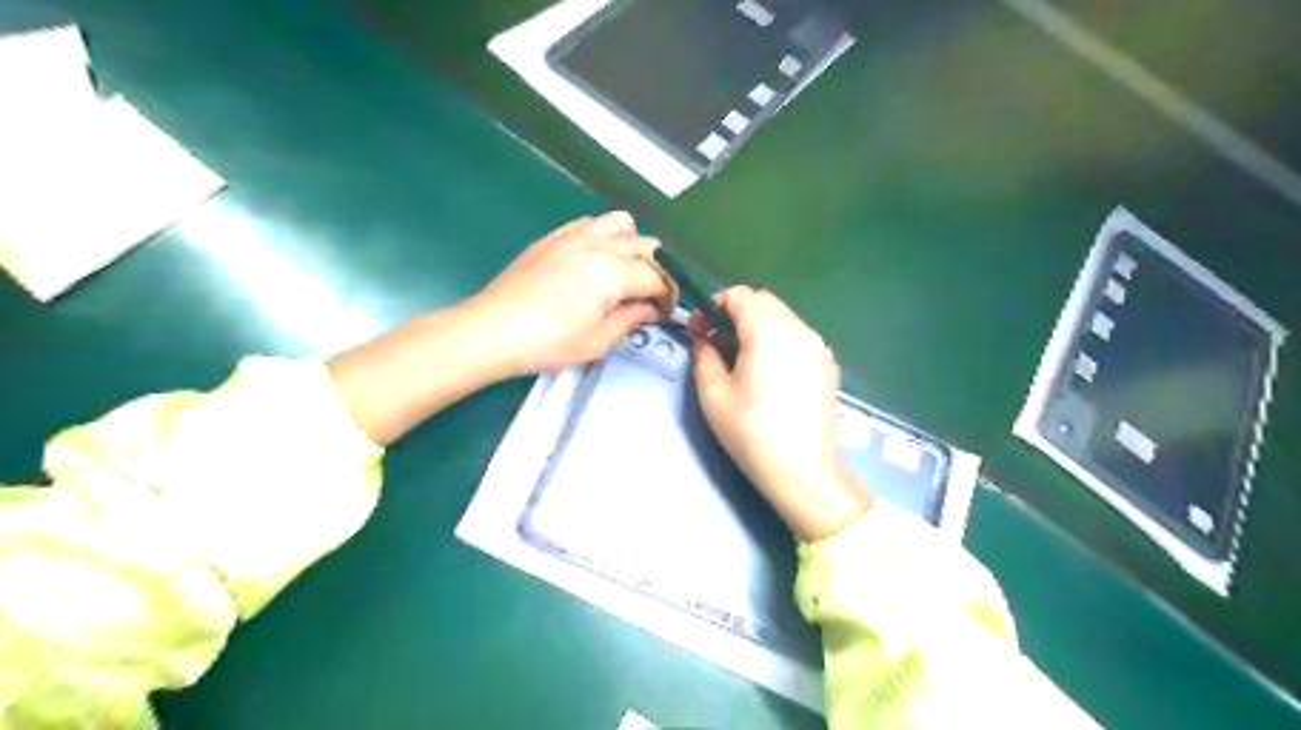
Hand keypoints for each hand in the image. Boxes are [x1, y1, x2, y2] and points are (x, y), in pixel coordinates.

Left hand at [467, 211, 675, 375]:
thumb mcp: (598, 341)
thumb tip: (649, 309)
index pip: (657, 276)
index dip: (668, 296)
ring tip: (624, 272)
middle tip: (649, 298)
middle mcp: (598, 244)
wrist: (493, 330)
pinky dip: (603, 237)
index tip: (665, 313)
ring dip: (633, 245)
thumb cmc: (548, 342)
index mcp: (612, 271)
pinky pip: (590, 224)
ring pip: (621, 224)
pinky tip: (594, 262)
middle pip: (646, 246)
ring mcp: (573, 236)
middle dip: (657, 271)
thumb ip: (631, 319)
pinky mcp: (553, 238)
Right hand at [692, 286, 873, 541]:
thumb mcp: (713, 394)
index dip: (714, 305)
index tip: (699, 331)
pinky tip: (769, 374)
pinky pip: (798, 338)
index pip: (739, 295)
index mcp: (768, 329)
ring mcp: (818, 347)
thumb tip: (705, 342)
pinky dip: (779, 342)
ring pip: (783, 318)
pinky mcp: (828, 366)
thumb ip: (704, 357)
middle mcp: (798, 328)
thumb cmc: (751, 431)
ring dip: (758, 327)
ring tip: (741, 361)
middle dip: (735, 314)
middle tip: (716, 345)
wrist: (803, 470)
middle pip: (763, 302)